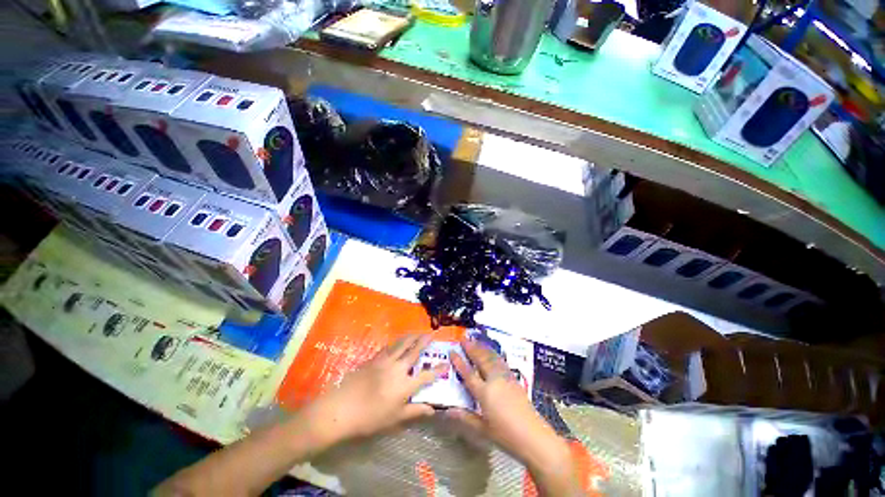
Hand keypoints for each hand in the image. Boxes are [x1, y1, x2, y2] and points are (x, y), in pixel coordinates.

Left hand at [306, 334, 447, 445]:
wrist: (341, 408)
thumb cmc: (370, 417)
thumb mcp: (395, 419)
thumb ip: (415, 411)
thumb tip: (433, 410)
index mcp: (405, 385)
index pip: (426, 375)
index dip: (438, 370)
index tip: (447, 363)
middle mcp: (398, 368)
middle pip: (415, 351)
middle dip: (425, 341)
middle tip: (432, 333)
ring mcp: (385, 361)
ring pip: (402, 344)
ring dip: (412, 337)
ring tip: (418, 332)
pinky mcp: (374, 359)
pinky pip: (390, 347)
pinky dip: (398, 342)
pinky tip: (399, 341)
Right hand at [449, 338, 578, 494]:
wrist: (533, 436)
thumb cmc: (506, 435)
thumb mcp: (483, 429)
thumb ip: (465, 417)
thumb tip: (447, 410)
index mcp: (485, 393)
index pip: (469, 373)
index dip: (459, 362)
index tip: (452, 351)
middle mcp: (494, 381)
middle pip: (481, 360)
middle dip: (471, 348)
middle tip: (463, 338)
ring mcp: (506, 378)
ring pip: (491, 358)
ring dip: (482, 348)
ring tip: (475, 340)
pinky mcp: (514, 379)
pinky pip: (500, 361)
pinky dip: (493, 354)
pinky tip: (491, 352)